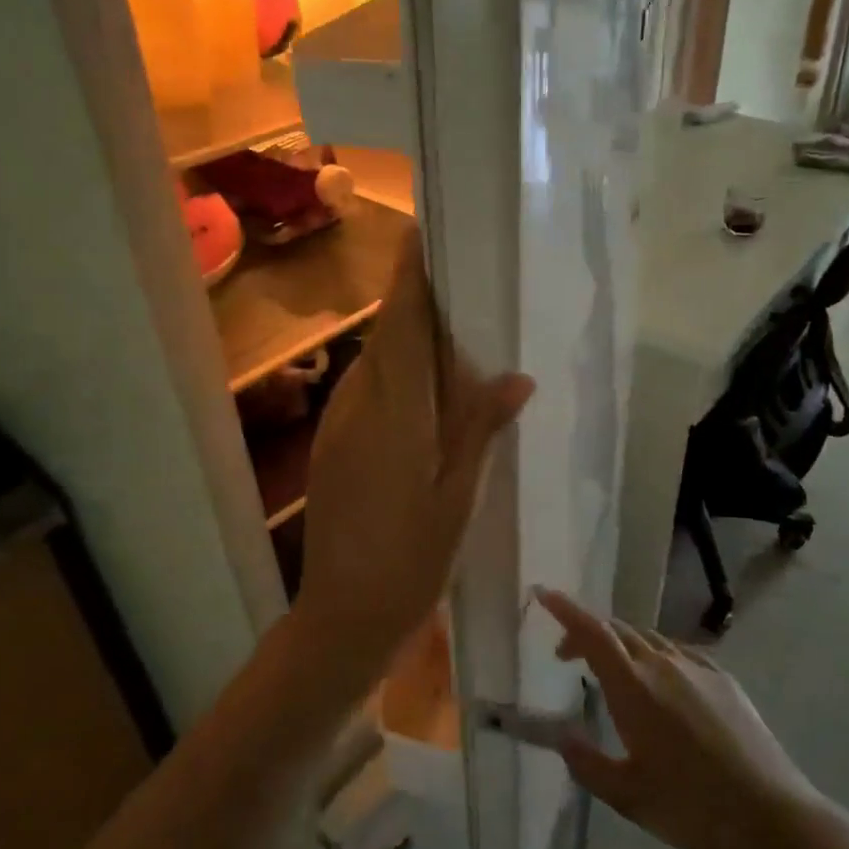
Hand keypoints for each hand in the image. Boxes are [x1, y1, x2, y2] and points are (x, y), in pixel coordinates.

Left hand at [296, 226, 533, 681]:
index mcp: (394, 411)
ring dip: (409, 340)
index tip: (425, 232)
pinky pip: (369, 390)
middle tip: (464, 286)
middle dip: (418, 302)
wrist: (343, 616)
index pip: (402, 324)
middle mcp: (358, 404)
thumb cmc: (412, 559)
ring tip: (457, 337)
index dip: (412, 276)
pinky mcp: (332, 443)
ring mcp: (338, 423)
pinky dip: (398, 375)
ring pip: (377, 362)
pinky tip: (429, 395)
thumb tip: (516, 377)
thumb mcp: (459, 496)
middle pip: (388, 335)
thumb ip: (481, 429)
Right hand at [536, 589, 822, 848]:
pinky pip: (677, 652)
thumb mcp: (627, 796)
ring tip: (611, 672)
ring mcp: (696, 668)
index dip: (565, 609)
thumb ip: (586, 763)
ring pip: (647, 638)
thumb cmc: (692, 809)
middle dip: (585, 634)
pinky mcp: (723, 678)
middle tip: (566, 657)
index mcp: (634, 687)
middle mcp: (662, 665)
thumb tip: (561, 736)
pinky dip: (654, 656)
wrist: (772, 816)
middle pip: (617, 630)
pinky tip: (660, 684)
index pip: (592, 632)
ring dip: (621, 644)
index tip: (542, 593)